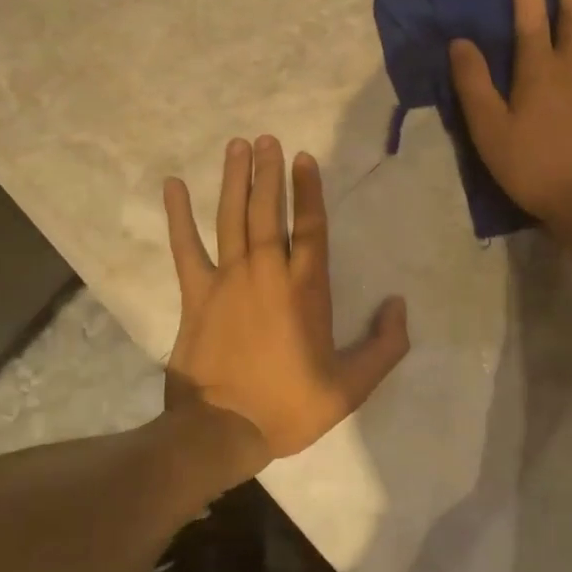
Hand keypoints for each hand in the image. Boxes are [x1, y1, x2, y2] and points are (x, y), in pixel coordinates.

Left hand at [163, 136, 409, 465]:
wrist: (222, 432)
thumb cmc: (289, 406)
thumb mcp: (352, 387)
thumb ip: (384, 345)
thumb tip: (399, 305)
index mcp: (306, 290)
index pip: (310, 227)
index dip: (308, 190)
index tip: (304, 158)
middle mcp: (267, 273)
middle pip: (268, 211)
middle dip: (269, 172)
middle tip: (266, 139)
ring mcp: (228, 280)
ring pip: (232, 218)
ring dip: (234, 180)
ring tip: (236, 146)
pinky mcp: (196, 294)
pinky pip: (186, 247)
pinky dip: (178, 216)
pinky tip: (173, 185)